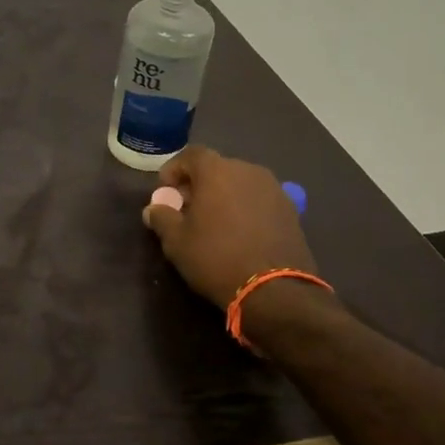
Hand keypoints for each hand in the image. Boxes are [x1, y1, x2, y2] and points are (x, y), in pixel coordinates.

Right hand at [142, 145, 318, 306]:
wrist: (274, 290)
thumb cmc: (216, 258)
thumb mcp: (176, 242)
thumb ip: (162, 218)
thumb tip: (154, 209)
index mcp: (218, 171)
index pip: (191, 155)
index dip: (175, 169)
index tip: (166, 190)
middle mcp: (248, 171)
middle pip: (218, 168)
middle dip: (199, 183)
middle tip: (187, 207)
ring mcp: (274, 189)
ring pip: (240, 183)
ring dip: (224, 195)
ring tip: (214, 221)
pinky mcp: (290, 210)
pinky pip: (259, 199)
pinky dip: (245, 208)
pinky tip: (239, 232)